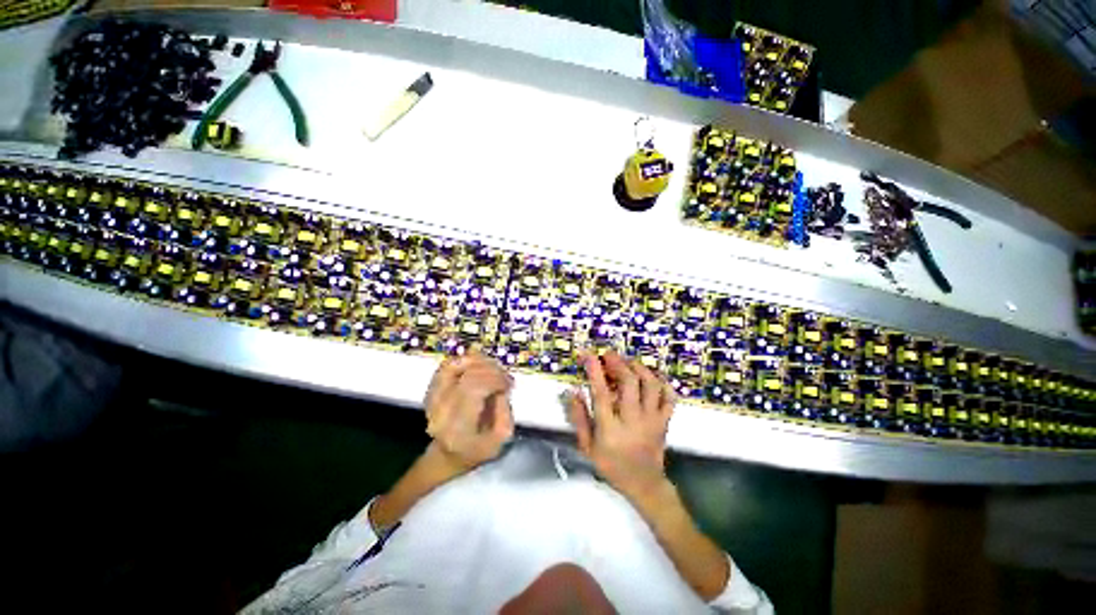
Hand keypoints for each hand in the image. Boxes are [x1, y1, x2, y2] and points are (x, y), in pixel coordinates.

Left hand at [424, 351, 514, 473]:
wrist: (447, 455)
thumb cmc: (478, 449)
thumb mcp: (501, 438)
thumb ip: (504, 411)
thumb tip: (501, 385)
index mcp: (458, 428)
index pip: (473, 389)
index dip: (494, 379)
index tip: (509, 384)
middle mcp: (440, 411)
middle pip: (466, 376)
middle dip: (492, 370)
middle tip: (505, 375)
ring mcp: (432, 399)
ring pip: (454, 366)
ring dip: (478, 361)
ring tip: (493, 367)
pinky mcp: (431, 389)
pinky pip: (447, 366)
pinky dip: (465, 360)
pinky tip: (479, 364)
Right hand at [566, 351, 676, 499]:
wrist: (644, 485)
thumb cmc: (611, 466)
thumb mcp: (587, 447)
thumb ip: (579, 418)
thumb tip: (573, 391)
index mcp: (610, 428)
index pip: (601, 393)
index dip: (594, 371)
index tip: (588, 354)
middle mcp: (633, 420)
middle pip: (629, 383)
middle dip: (618, 363)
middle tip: (608, 355)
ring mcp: (652, 420)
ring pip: (651, 385)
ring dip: (639, 368)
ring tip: (628, 362)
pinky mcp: (665, 421)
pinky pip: (669, 397)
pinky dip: (663, 383)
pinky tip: (652, 376)